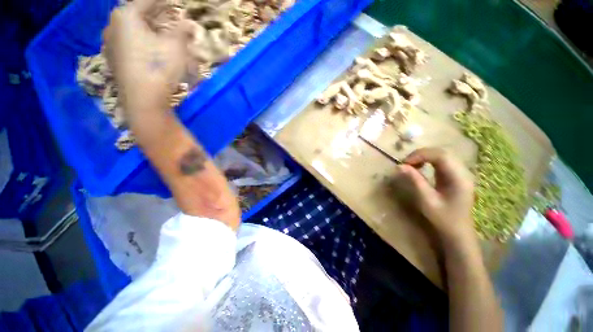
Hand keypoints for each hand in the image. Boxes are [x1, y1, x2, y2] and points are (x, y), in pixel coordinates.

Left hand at [102, 0, 192, 116]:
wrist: (143, 100)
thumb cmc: (159, 67)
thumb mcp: (177, 46)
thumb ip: (183, 31)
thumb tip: (190, 24)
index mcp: (126, 15)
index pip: (147, 1)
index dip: (163, 2)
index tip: (173, 4)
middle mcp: (113, 26)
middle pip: (137, 14)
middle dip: (154, 15)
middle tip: (168, 17)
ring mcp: (110, 44)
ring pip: (131, 30)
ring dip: (147, 30)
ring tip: (160, 34)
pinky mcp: (113, 60)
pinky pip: (128, 43)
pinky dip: (140, 42)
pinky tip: (150, 50)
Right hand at [395, 148, 474, 243]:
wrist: (458, 231)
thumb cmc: (443, 218)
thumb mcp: (427, 200)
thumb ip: (415, 181)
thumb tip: (399, 166)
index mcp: (459, 178)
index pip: (441, 155)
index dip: (421, 155)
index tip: (404, 163)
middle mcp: (463, 171)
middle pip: (442, 152)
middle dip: (421, 154)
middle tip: (405, 163)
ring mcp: (461, 172)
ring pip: (442, 154)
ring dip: (424, 156)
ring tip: (411, 165)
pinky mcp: (455, 175)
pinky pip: (441, 161)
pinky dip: (428, 160)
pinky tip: (420, 166)